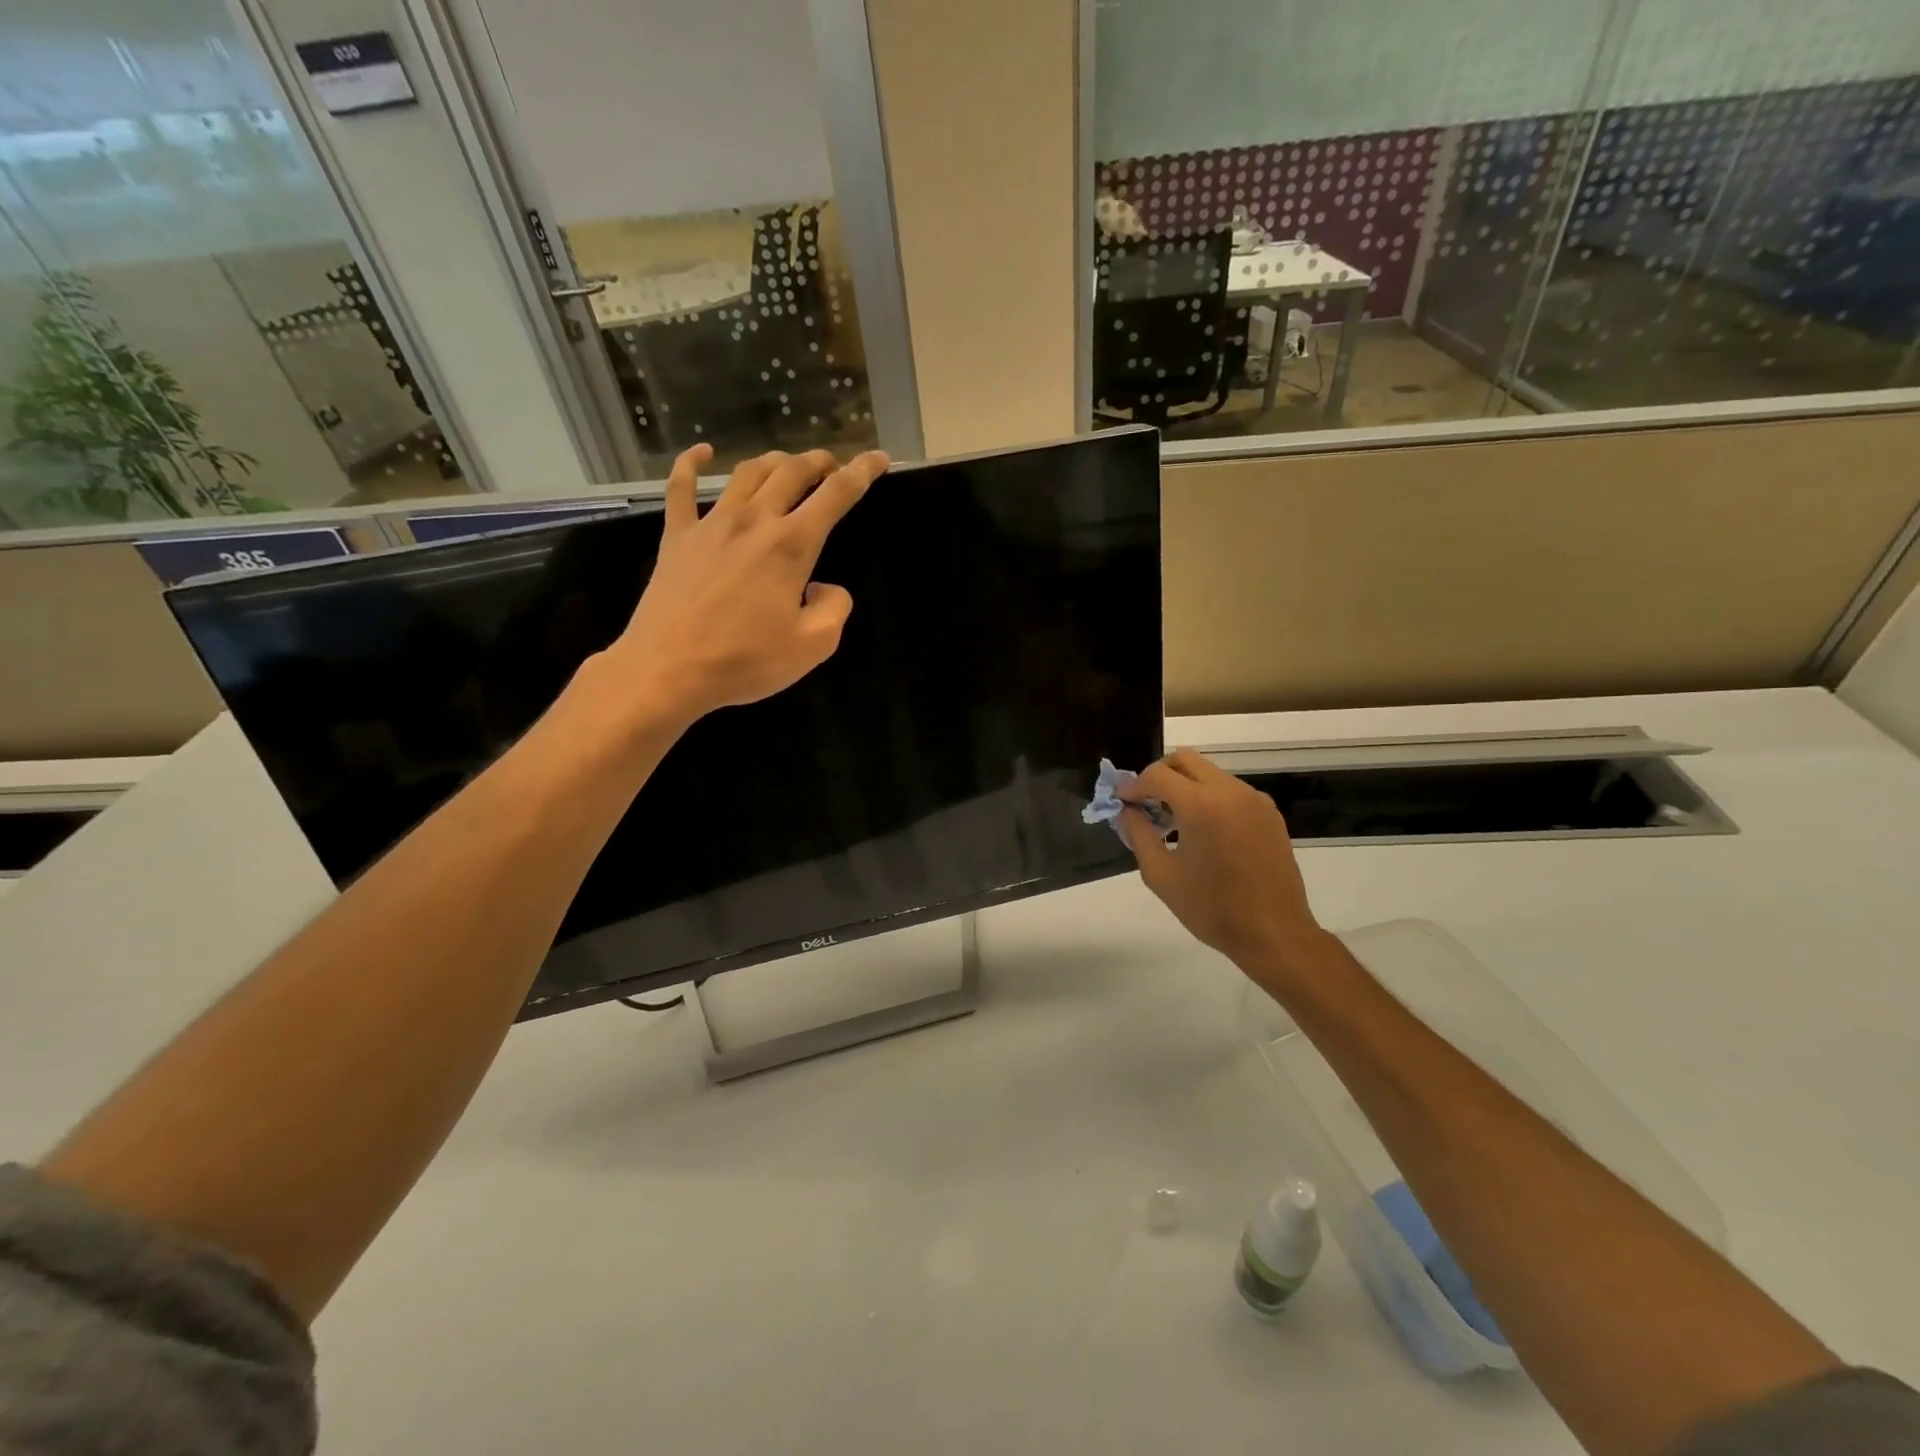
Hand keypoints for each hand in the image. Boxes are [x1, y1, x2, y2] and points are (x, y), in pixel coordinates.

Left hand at [592, 443, 888, 728]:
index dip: (862, 472)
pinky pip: (681, 487)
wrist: (668, 669)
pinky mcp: (677, 537)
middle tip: (833, 466)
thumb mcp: (813, 645)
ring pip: (747, 473)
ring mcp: (710, 524)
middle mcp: (754, 521)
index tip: (879, 459)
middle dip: (819, 462)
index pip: (836, 494)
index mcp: (791, 545)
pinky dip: (691, 463)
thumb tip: (824, 587)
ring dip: (774, 461)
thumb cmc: (745, 661)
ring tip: (788, 465)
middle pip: (792, 471)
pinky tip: (701, 452)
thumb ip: (835, 609)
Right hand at [1121, 749, 1327, 978]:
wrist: (1274, 933)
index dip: (1133, 785)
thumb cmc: (1212, 909)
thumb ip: (1138, 834)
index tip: (1122, 802)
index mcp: (1202, 806)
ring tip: (1173, 821)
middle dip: (1159, 775)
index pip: (1157, 775)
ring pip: (1209, 772)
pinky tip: (1202, 831)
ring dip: (1184, 786)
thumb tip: (1127, 810)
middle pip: (1185, 760)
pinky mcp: (1269, 812)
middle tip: (1145, 803)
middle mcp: (1230, 792)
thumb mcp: (1161, 875)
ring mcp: (1254, 799)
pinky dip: (1208, 797)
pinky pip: (1230, 790)